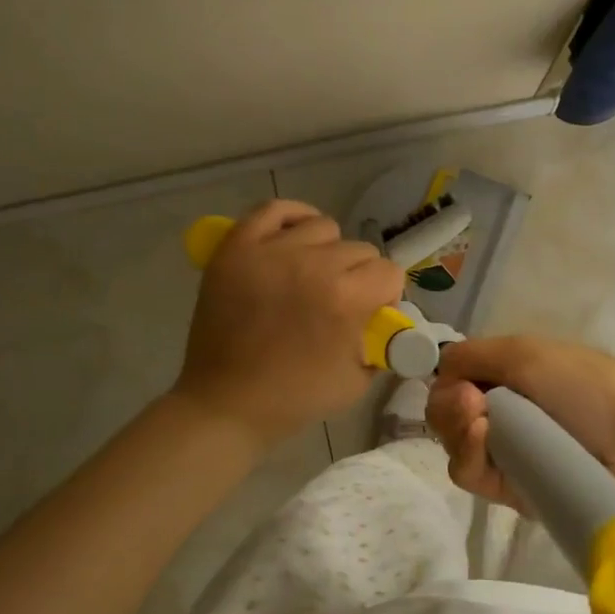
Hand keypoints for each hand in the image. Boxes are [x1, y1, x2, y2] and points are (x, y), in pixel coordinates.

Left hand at [175, 200, 404, 446]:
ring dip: (327, 251)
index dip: (386, 295)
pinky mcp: (237, 248)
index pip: (389, 272)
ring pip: (323, 227)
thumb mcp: (357, 381)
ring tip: (312, 275)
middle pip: (359, 249)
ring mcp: (270, 252)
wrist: (226, 404)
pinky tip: (296, 237)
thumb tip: (387, 318)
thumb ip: (380, 343)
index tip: (371, 314)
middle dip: (359, 276)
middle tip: (338, 302)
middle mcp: (312, 265)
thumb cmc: (294, 398)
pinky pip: (274, 210)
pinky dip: (292, 217)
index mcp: (345, 298)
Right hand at [426, 336, 614, 516]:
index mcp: (511, 373)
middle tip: (470, 403)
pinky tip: (483, 441)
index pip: (456, 378)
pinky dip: (469, 456)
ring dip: (457, 430)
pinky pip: (472, 475)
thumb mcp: (527, 353)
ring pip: (455, 445)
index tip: (460, 382)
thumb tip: (440, 368)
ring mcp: (509, 452)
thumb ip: (473, 355)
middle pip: (448, 412)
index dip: (449, 380)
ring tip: (480, 424)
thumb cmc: (587, 388)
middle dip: (448, 406)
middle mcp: (506, 411)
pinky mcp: (513, 491)